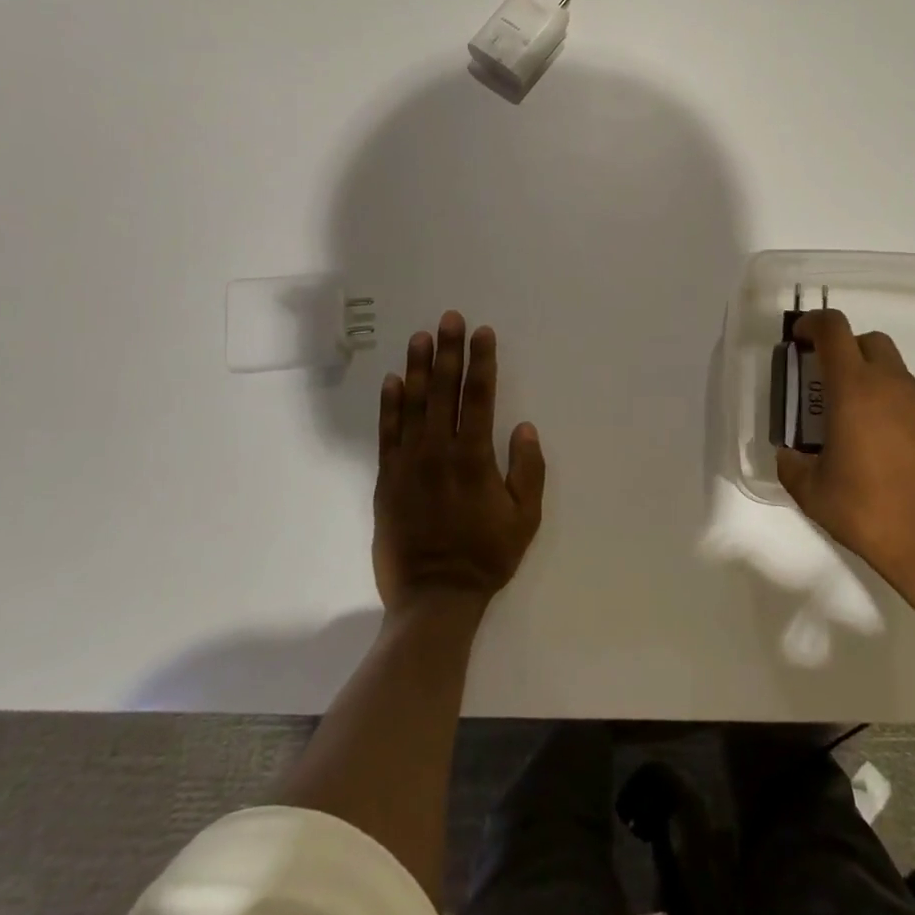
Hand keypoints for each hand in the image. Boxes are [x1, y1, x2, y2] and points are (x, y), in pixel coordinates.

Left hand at [373, 311, 545, 613]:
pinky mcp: (386, 479)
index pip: (479, 397)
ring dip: (418, 368)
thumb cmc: (486, 556)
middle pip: (444, 391)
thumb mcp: (525, 518)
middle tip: (450, 318)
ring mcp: (408, 464)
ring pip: (413, 405)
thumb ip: (528, 470)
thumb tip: (523, 426)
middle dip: (449, 351)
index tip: (483, 332)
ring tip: (420, 336)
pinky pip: (387, 433)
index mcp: (474, 458)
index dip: (482, 362)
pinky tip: (393, 380)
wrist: (433, 597)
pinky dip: (389, 405)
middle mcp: (438, 451)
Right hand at [775, 309, 914, 596]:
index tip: (798, 339)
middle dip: (844, 350)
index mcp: (854, 388)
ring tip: (854, 424)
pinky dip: (893, 409)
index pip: (833, 329)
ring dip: (870, 381)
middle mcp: (892, 386)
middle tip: (825, 382)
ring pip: (893, 372)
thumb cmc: (869, 511)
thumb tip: (790, 455)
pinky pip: (912, 402)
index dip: (812, 324)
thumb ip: (793, 465)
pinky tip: (885, 449)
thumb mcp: (812, 492)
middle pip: (869, 341)